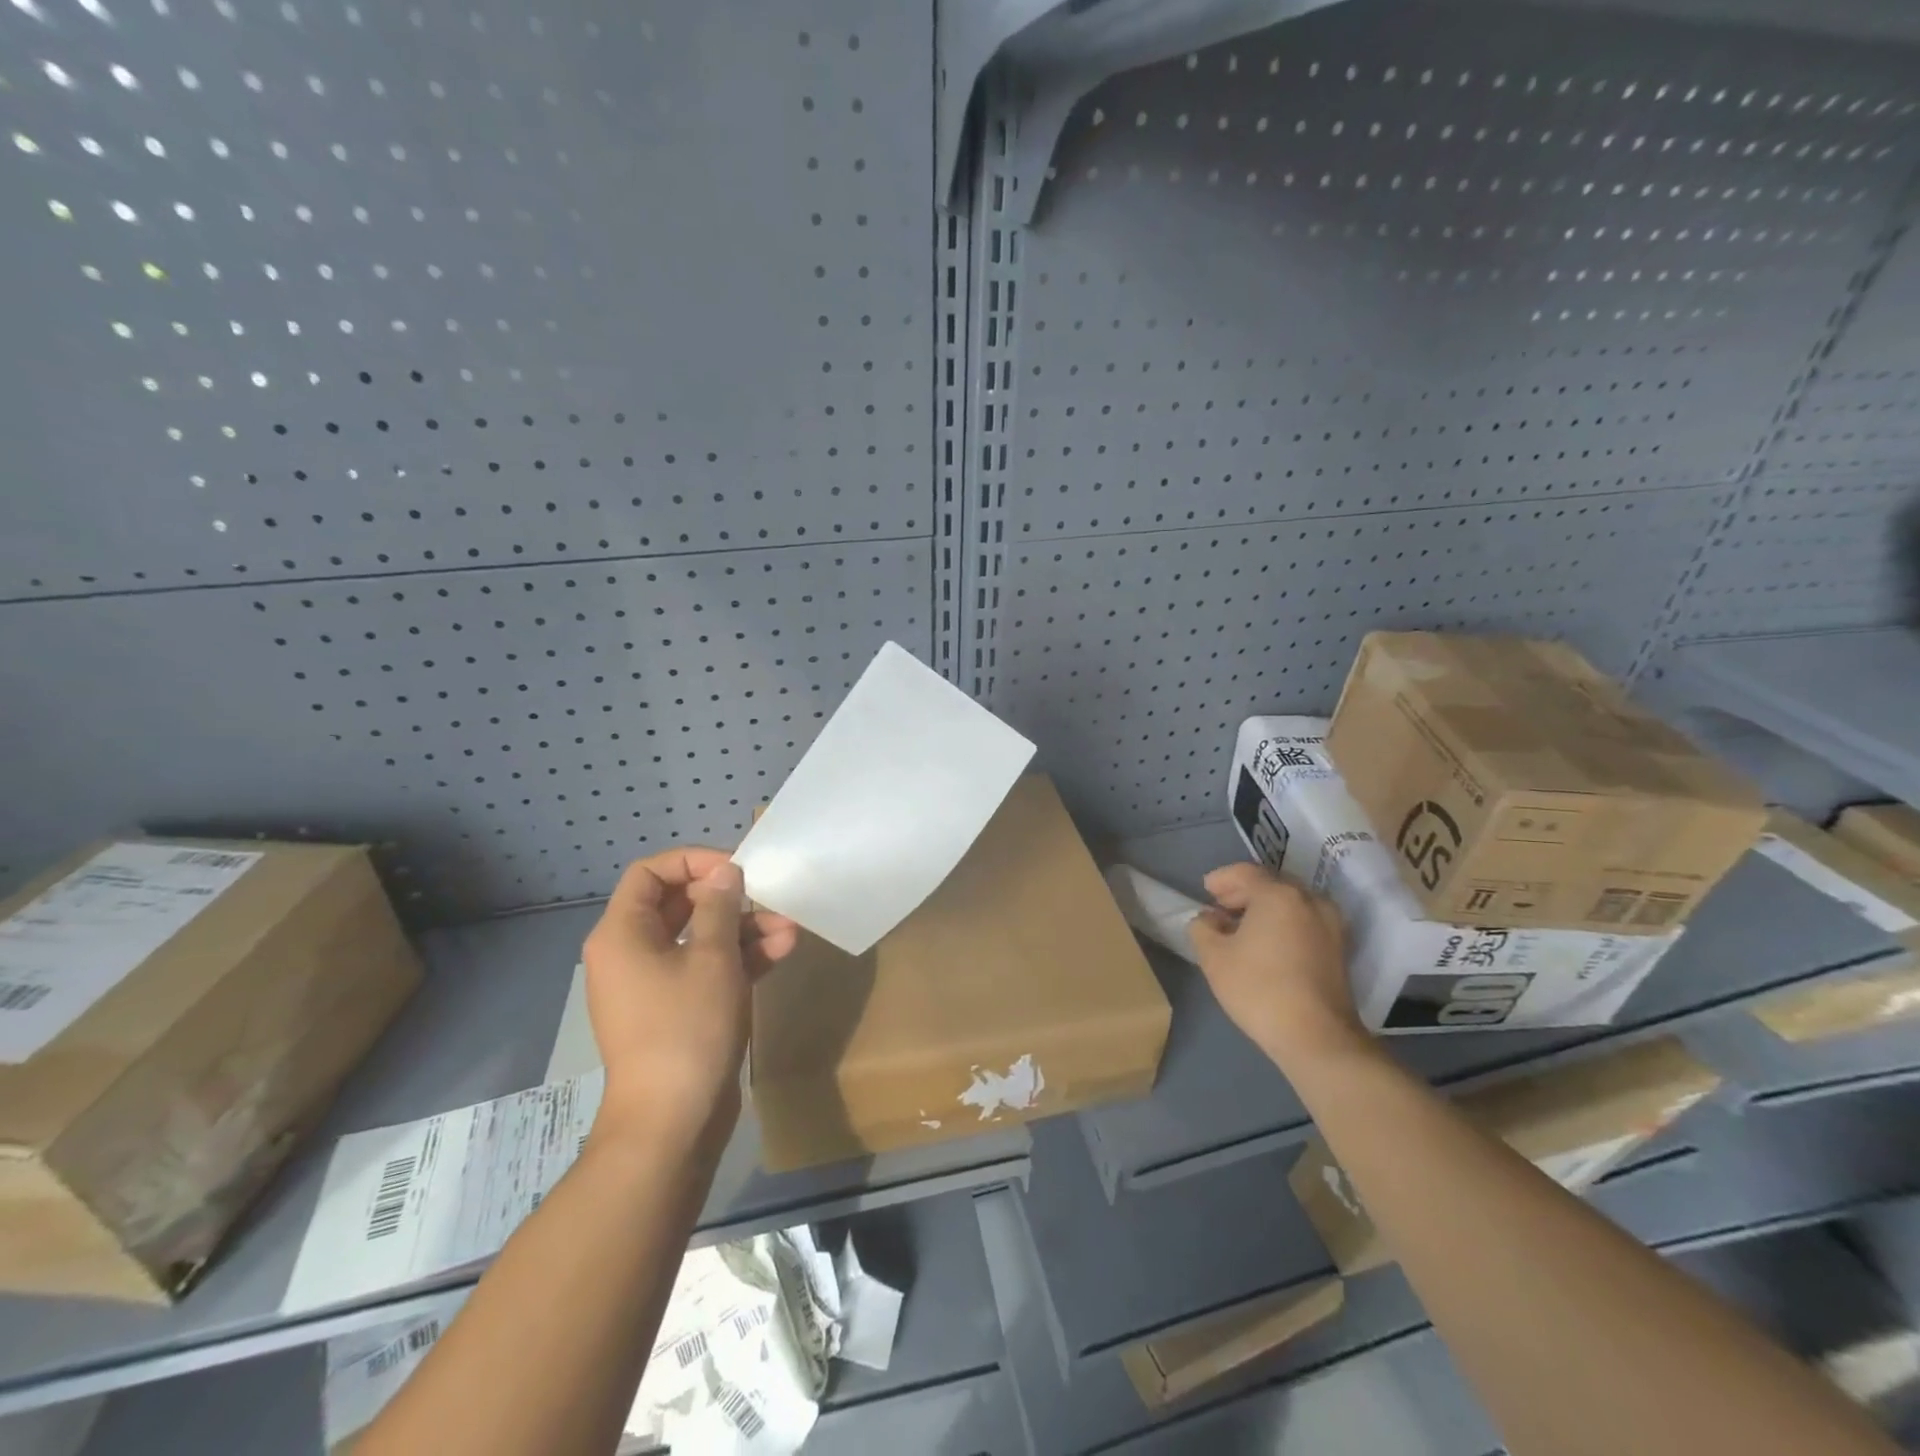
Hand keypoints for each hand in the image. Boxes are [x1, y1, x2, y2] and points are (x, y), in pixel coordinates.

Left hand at [581, 848, 798, 1144]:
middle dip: (730, 898)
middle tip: (768, 896)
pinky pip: (706, 968)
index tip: (735, 870)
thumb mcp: (712, 957)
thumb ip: (720, 906)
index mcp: (623, 933)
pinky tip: (782, 950)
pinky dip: (740, 958)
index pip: (651, 873)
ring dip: (744, 929)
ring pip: (700, 937)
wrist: (672, 1123)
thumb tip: (725, 872)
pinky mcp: (677, 1010)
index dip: (694, 862)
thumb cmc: (687, 1027)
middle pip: (680, 903)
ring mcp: (655, 984)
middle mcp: (632, 953)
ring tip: (790, 927)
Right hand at [1187, 862, 1368, 1071]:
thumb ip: (1202, 927)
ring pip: (1291, 903)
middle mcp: (1309, 900)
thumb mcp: (1213, 956)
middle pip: (1271, 884)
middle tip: (1221, 906)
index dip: (1222, 878)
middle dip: (1244, 892)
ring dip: (1265, 908)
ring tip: (1242, 926)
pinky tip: (1267, 943)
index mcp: (1278, 894)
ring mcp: (1330, 924)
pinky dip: (1284, 922)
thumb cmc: (1259, 989)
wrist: (1317, 1037)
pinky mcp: (1340, 948)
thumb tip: (1209, 919)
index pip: (1245, 873)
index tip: (1205, 890)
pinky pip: (1305, 921)